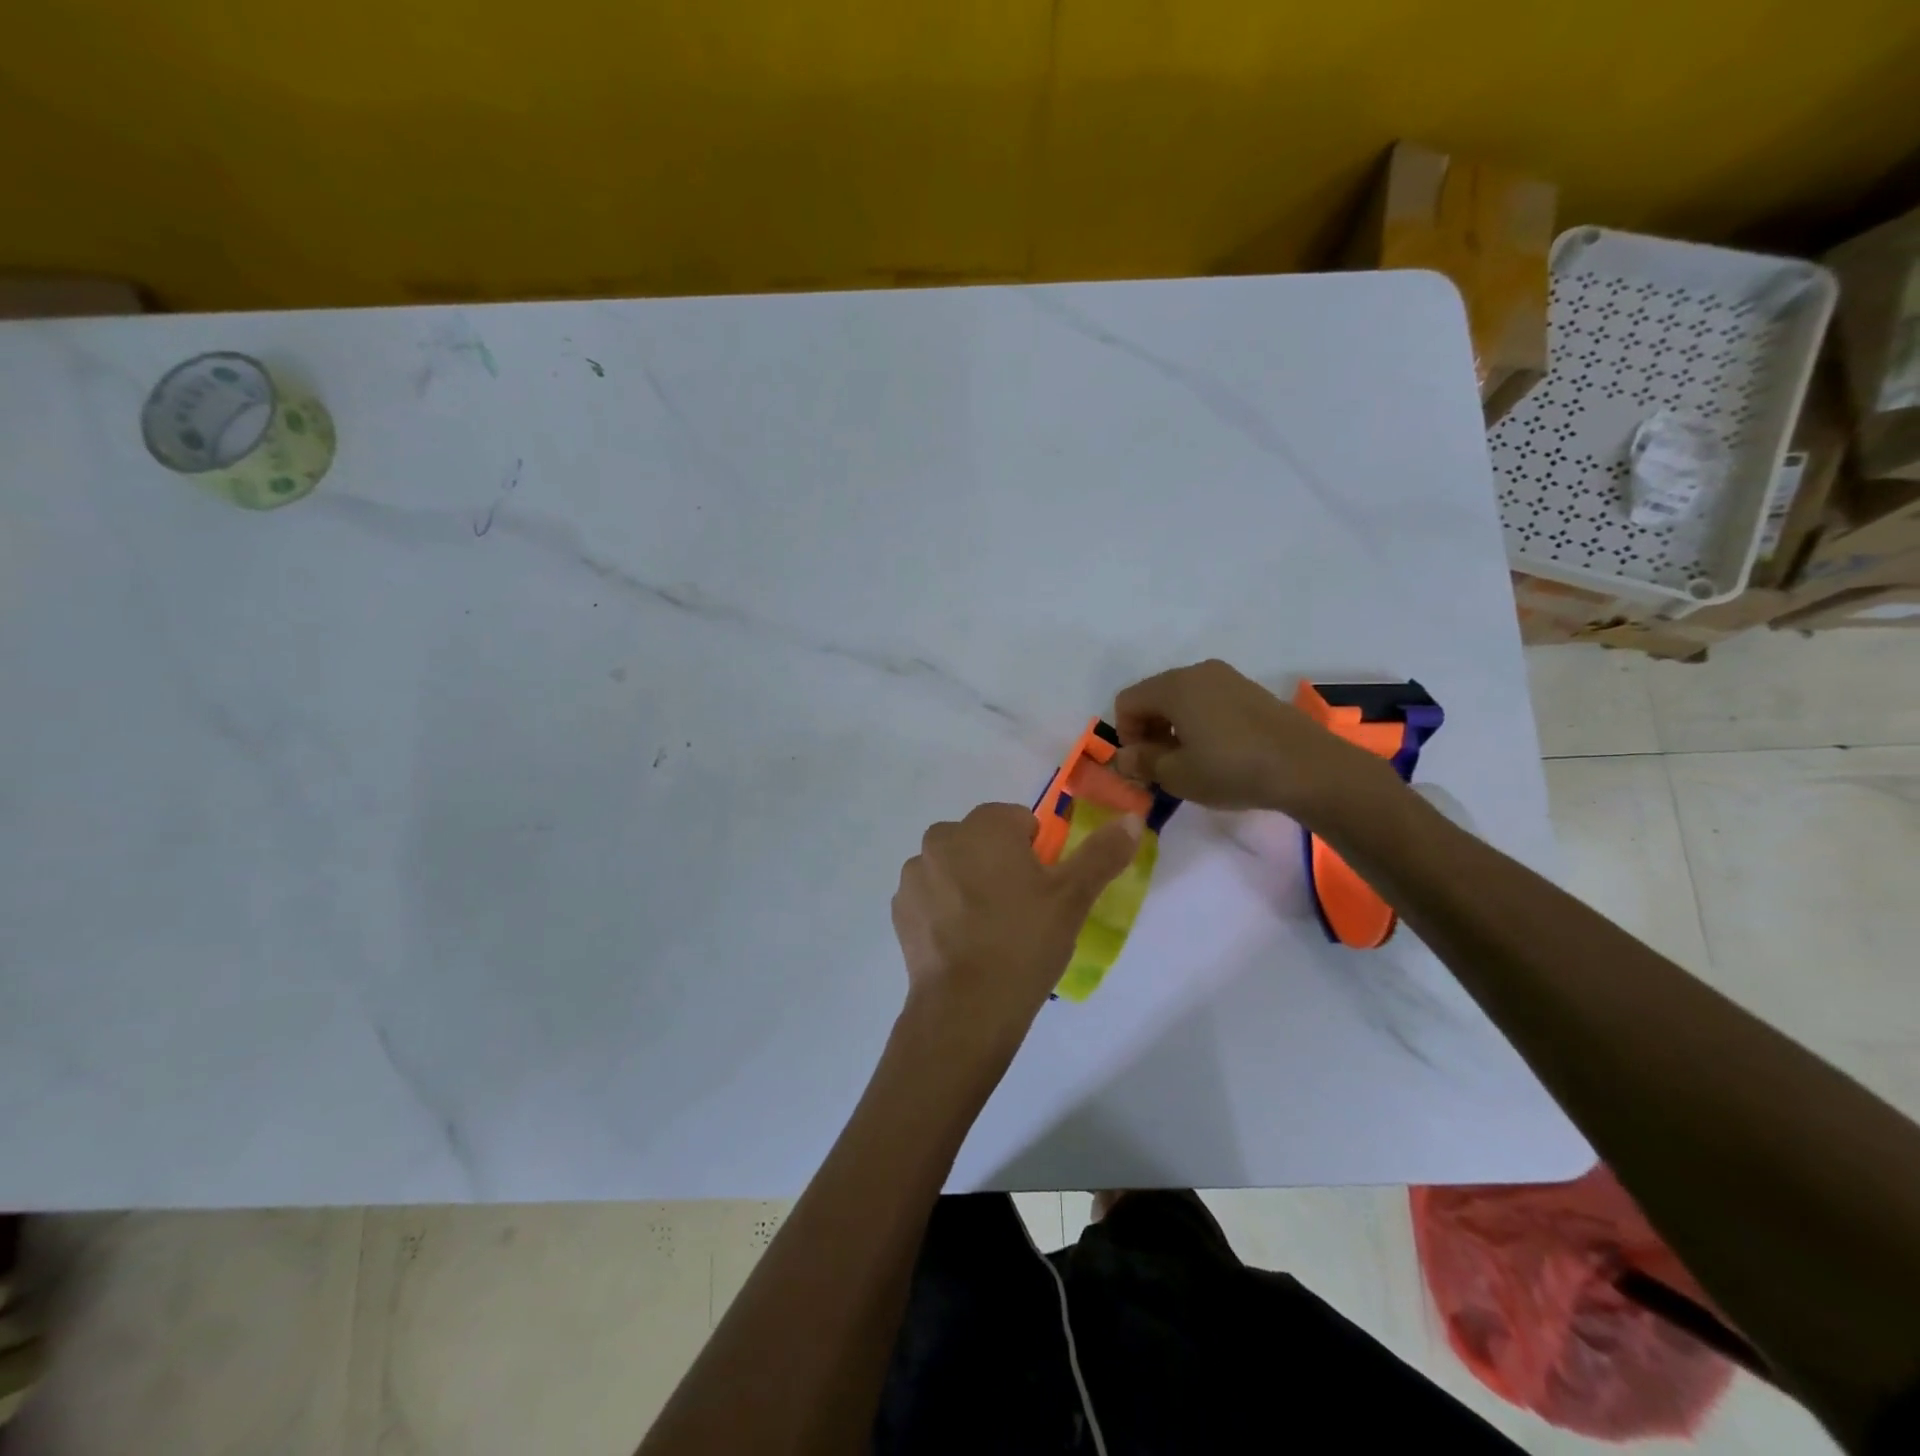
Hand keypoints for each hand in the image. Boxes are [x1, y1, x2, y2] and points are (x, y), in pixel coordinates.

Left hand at [891, 803, 1140, 1058]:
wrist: (966, 1007)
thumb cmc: (1024, 941)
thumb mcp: (1073, 897)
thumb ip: (1102, 853)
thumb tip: (1132, 819)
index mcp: (983, 826)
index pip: (1017, 821)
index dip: (1036, 853)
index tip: (1042, 890)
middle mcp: (941, 838)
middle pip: (982, 842)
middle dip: (1000, 866)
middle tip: (1021, 911)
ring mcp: (915, 874)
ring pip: (954, 868)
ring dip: (969, 885)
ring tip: (990, 933)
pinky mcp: (900, 909)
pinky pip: (932, 897)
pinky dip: (945, 910)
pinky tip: (963, 944)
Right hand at [1112, 659, 1395, 823]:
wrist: (1309, 769)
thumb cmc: (1232, 770)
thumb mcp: (1177, 775)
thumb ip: (1142, 763)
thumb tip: (1124, 758)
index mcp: (1174, 686)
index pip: (1127, 702)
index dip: (1125, 735)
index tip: (1144, 766)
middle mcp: (1198, 672)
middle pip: (1154, 697)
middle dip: (1149, 732)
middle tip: (1163, 767)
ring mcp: (1228, 678)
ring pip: (1182, 699)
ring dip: (1175, 729)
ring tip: (1192, 762)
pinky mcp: (1251, 691)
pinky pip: (1209, 702)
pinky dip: (1201, 723)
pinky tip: (1219, 753)